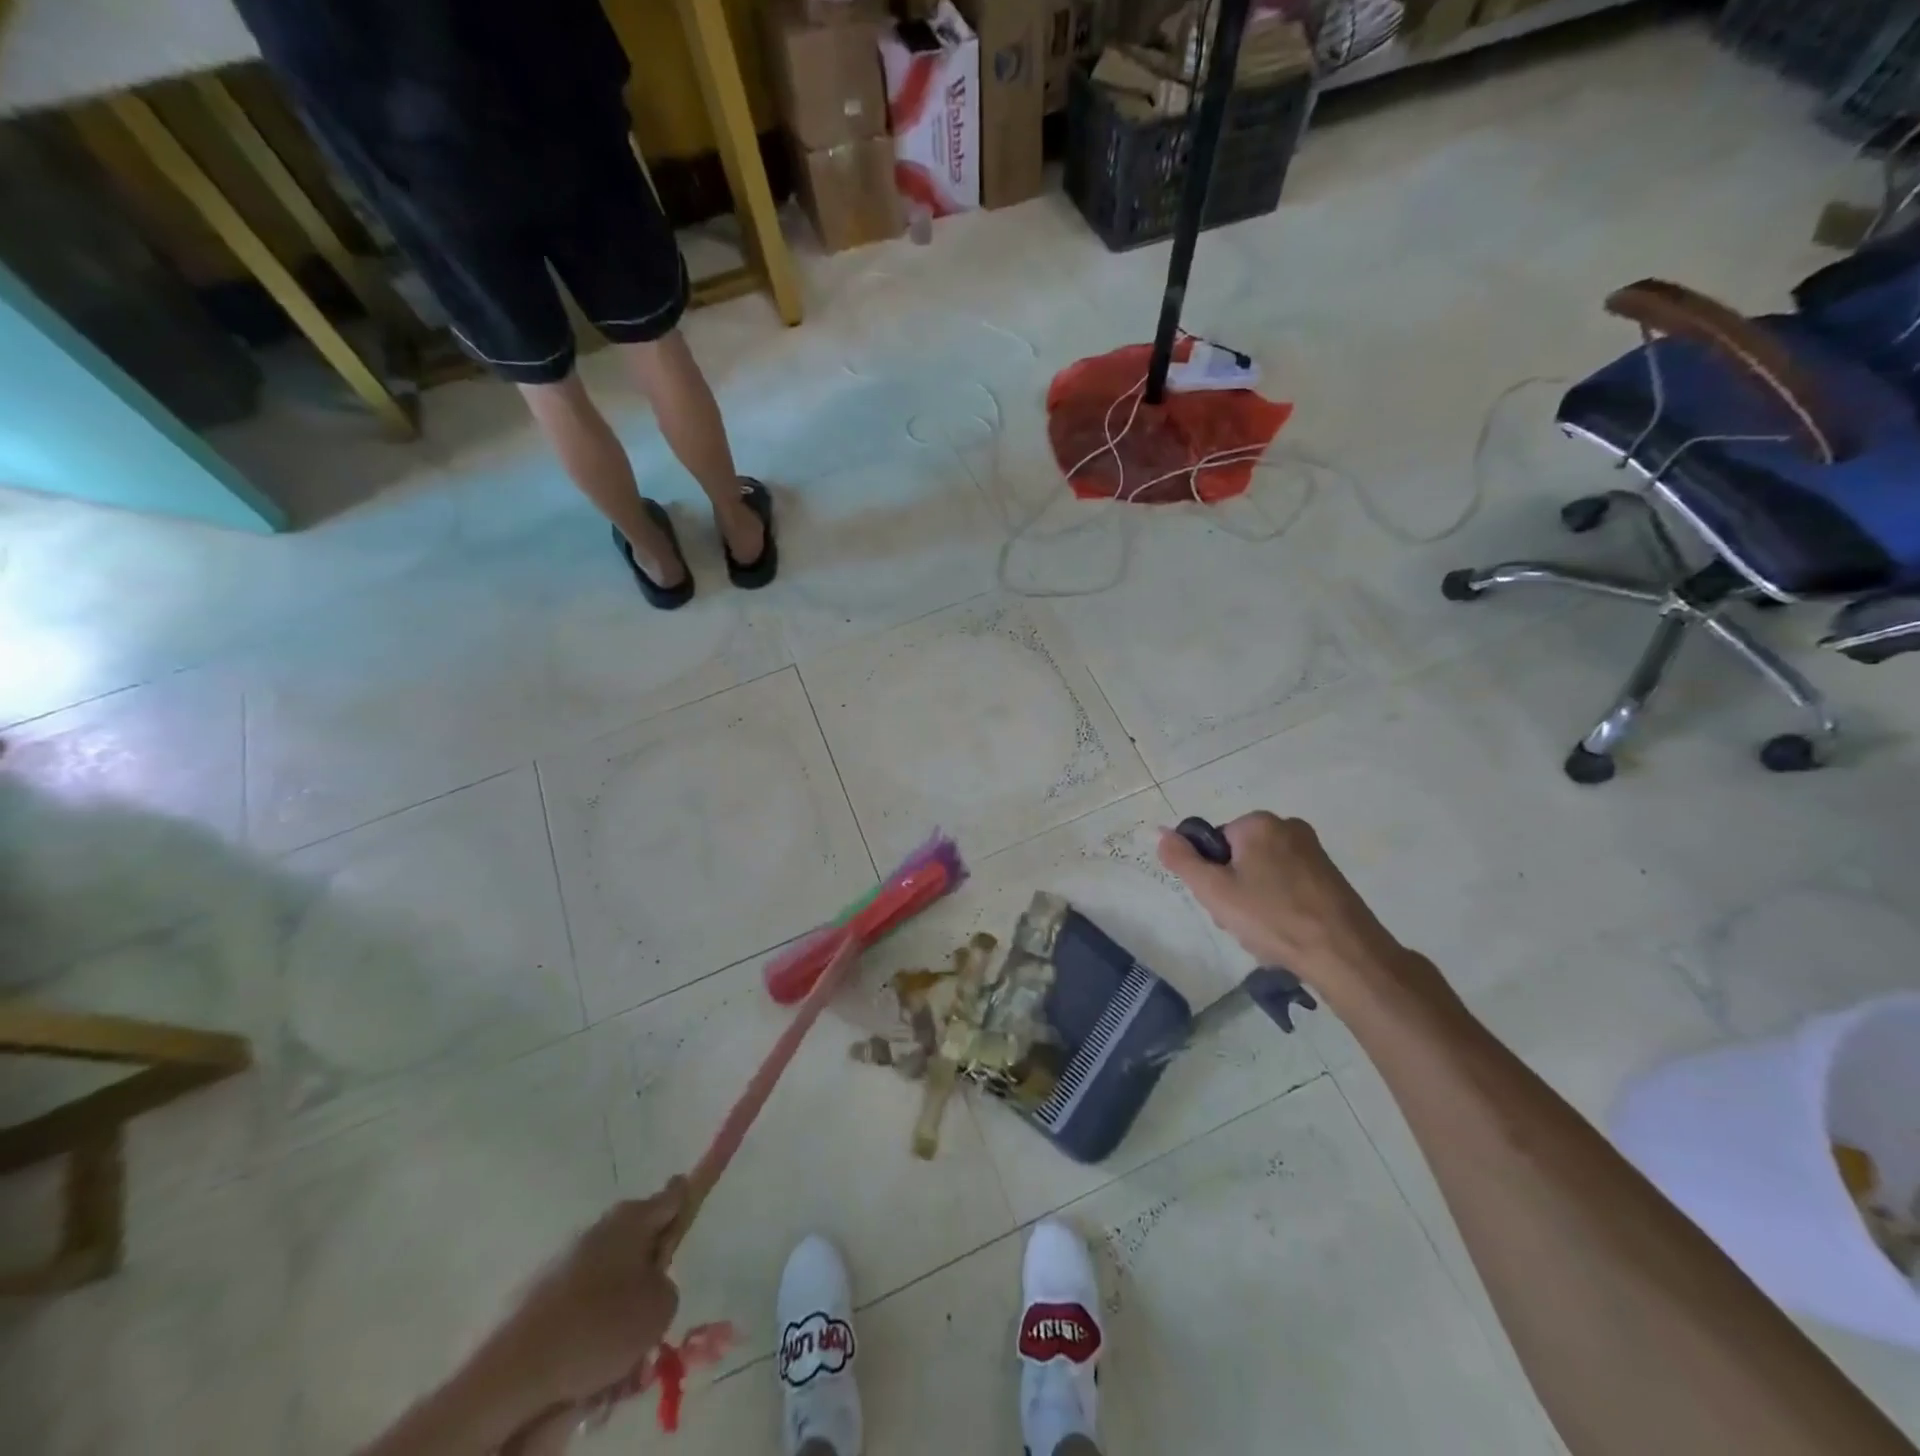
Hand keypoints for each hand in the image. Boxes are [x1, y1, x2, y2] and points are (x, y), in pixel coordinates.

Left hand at [493, 1179, 687, 1411]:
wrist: (515, 1372)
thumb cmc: (600, 1327)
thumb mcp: (660, 1308)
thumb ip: (667, 1286)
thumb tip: (649, 1284)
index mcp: (633, 1218)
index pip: (673, 1194)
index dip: (687, 1200)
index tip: (693, 1208)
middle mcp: (600, 1228)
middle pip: (638, 1241)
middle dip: (648, 1272)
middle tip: (652, 1314)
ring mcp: (566, 1259)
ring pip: (609, 1278)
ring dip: (618, 1307)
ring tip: (619, 1355)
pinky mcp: (539, 1295)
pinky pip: (580, 1305)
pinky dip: (588, 1329)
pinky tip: (588, 1366)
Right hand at [1158, 813, 1436, 1006]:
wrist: (1344, 954)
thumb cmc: (1272, 917)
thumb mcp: (1214, 891)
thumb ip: (1183, 860)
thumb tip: (1163, 833)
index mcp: (1258, 823)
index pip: (1214, 842)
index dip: (1211, 874)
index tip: (1221, 902)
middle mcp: (1288, 826)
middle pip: (1239, 856)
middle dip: (1233, 888)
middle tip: (1240, 920)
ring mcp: (1313, 851)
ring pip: (1263, 873)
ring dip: (1255, 900)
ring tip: (1264, 932)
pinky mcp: (1330, 875)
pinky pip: (1288, 884)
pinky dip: (1280, 905)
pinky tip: (1286, 932)